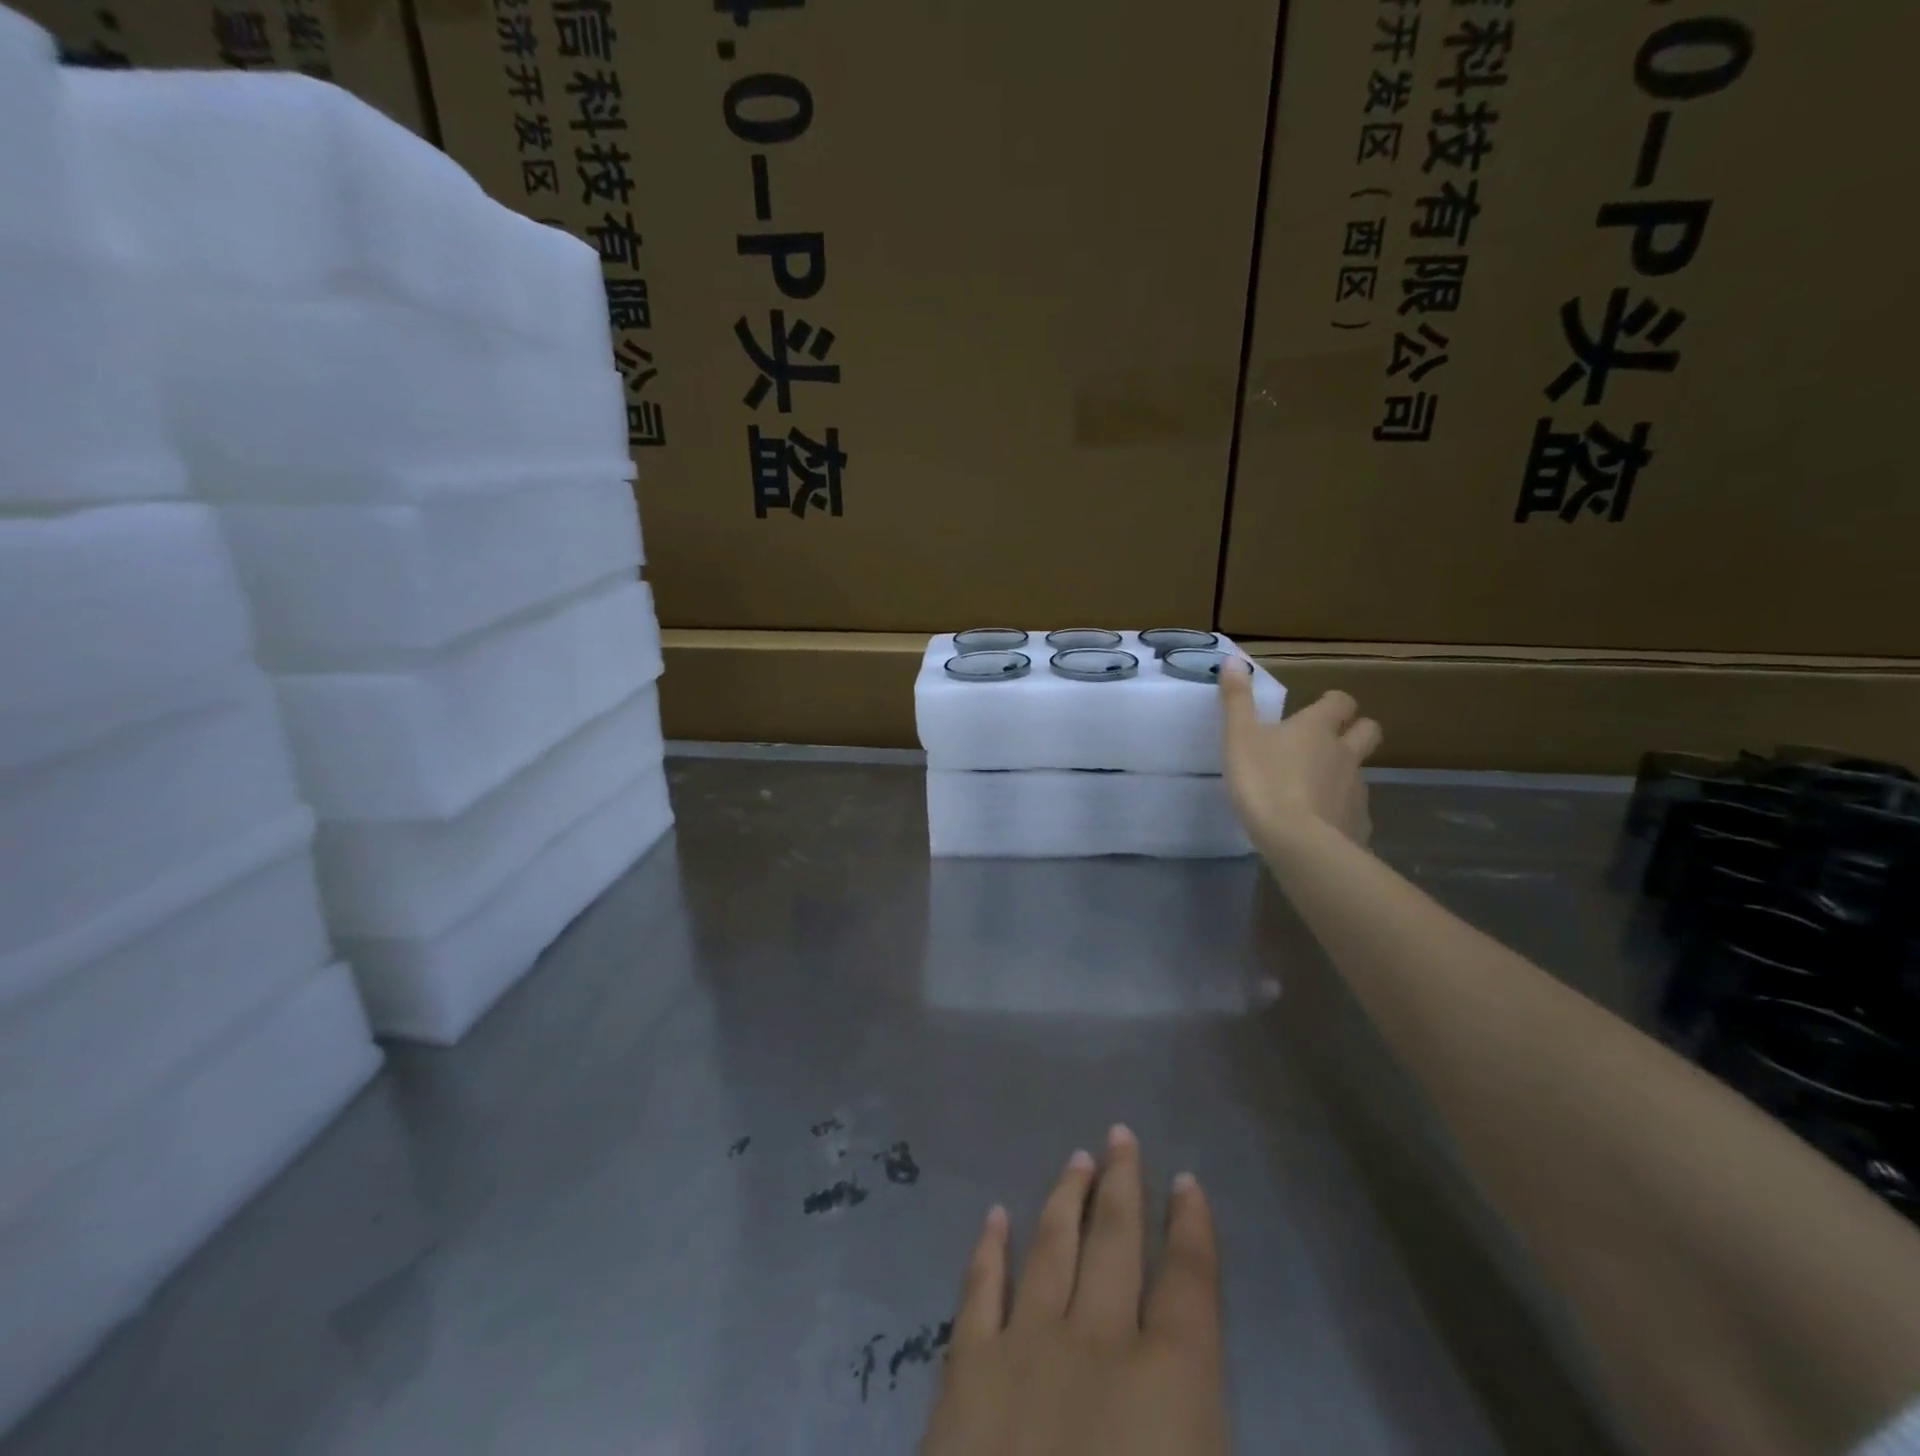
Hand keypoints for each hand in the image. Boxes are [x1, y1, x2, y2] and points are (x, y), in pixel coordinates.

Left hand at [921, 1127, 1226, 1455]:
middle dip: (1122, 1185)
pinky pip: (979, 1290)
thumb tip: (1207, 1412)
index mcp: (1170, 1388)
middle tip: (1119, 1134)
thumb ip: (1207, 1432)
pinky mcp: (965, 1372)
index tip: (1187, 1182)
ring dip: (1065, 1200)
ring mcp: (1025, 1348)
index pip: (1191, 1283)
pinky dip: (988, 1250)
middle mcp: (1099, 1344)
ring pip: (1052, 1248)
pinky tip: (993, 1216)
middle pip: (1116, 1241)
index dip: (1193, 1227)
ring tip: (1075, 1159)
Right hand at [1219, 666, 1381, 851]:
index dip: (1333, 703)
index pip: (1342, 702)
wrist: (1299, 842)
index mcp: (1317, 728)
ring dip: (1343, 773)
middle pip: (1368, 731)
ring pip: (1359, 771)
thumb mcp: (1239, 737)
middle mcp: (1344, 752)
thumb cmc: (1265, 782)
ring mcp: (1356, 788)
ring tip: (1314, 789)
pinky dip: (1339, 810)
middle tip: (1329, 741)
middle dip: (1356, 730)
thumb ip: (1237, 700)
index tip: (1320, 707)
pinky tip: (1319, 823)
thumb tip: (1235, 658)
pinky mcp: (1358, 822)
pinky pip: (1353, 809)